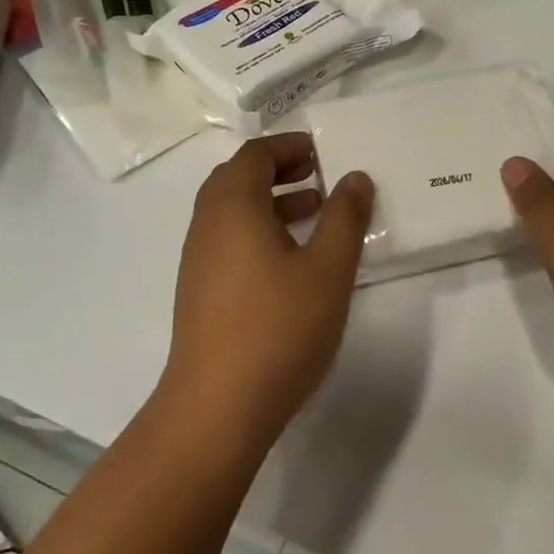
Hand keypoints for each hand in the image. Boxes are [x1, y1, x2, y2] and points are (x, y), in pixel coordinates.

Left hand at [168, 133, 374, 444]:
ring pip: (231, 210)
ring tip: (313, 212)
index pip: (255, 154)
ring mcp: (197, 259)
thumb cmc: (278, 328)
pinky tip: (290, 259)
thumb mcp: (328, 269)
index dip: (289, 146)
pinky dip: (257, 229)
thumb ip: (345, 217)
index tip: (323, 152)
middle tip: (318, 175)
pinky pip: (227, 239)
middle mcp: (207, 224)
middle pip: (237, 177)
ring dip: (269, 200)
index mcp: (233, 207)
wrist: (217, 407)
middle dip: (278, 169)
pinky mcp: (199, 290)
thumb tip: (355, 177)